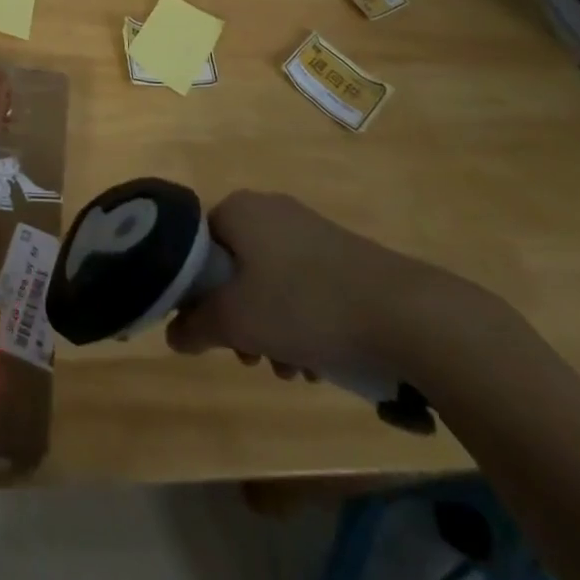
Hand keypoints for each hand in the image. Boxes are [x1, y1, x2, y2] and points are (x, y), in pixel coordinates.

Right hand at [167, 190, 452, 378]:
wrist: (406, 314)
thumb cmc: (304, 305)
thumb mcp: (236, 321)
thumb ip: (195, 325)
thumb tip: (173, 333)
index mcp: (238, 209)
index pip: (196, 245)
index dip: (196, 291)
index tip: (211, 330)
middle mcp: (270, 209)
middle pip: (234, 267)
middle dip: (239, 318)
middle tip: (251, 358)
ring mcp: (310, 230)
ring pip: (270, 282)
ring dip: (271, 328)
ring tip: (292, 370)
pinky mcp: (342, 255)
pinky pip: (304, 286)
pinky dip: (303, 321)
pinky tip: (319, 360)